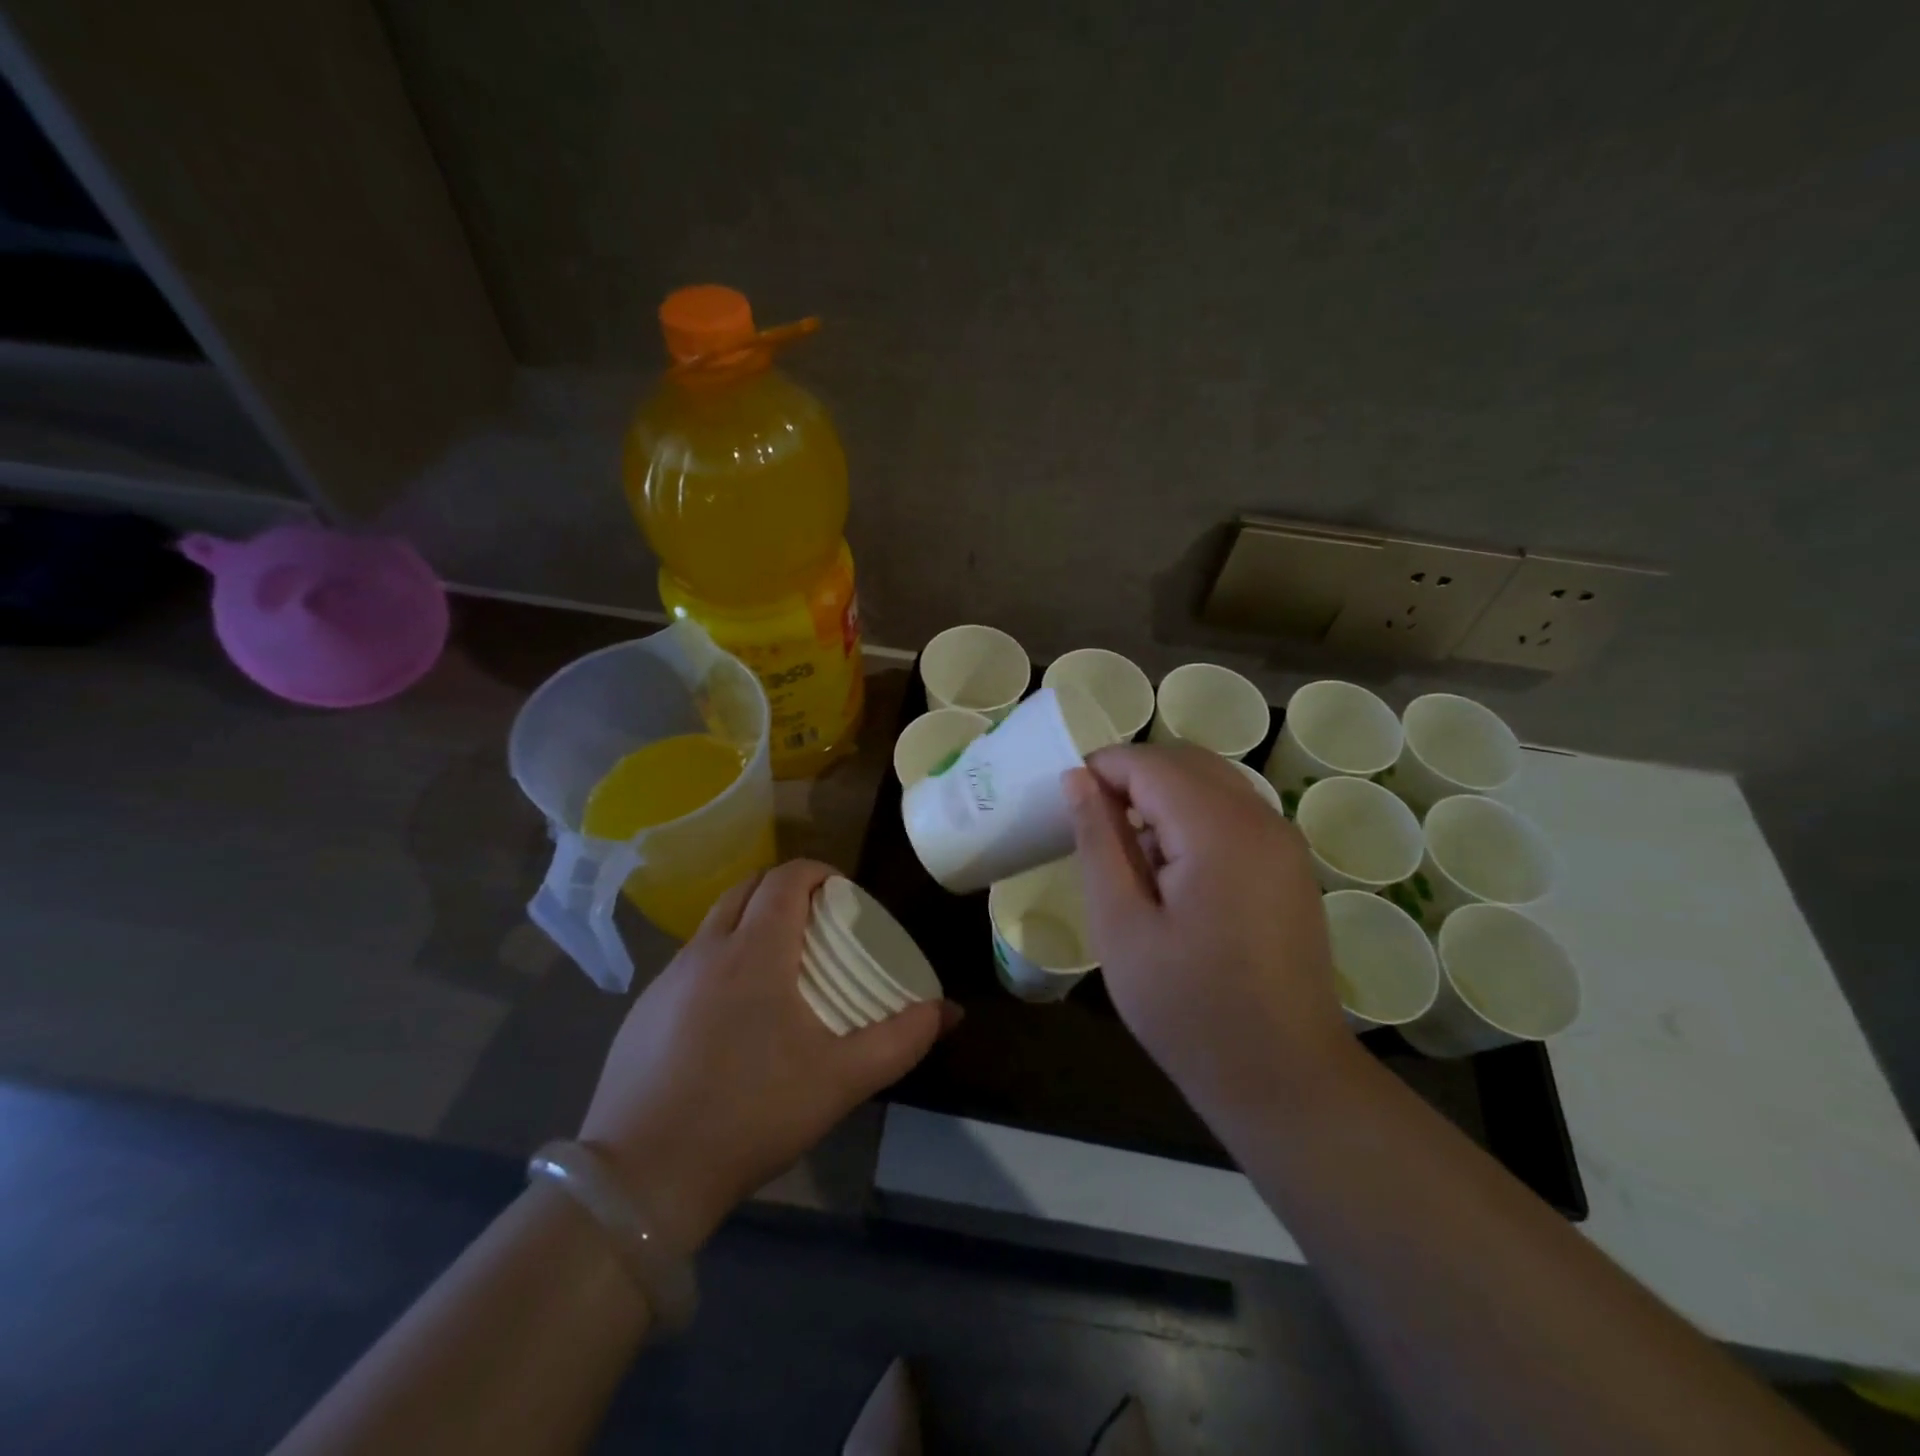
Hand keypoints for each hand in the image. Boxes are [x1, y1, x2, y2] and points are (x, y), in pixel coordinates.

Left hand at [578, 860, 953, 1252]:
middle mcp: (706, 949)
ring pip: (715, 923)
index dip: (819, 873)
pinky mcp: (642, 1011)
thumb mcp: (841, 1080)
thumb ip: (901, 1040)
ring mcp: (667, 979)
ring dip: (751, 923)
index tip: (844, 896)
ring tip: (780, 968)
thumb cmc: (751, 1113)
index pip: (787, 877)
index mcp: (754, 951)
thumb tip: (949, 1011)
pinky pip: (691, 962)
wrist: (642, 1178)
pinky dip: (721, 960)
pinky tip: (733, 1016)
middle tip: (818, 925)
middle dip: (786, 891)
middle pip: (749, 887)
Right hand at [1064, 745, 1353, 1120]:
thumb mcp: (1121, 926)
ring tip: (1127, 852)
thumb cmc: (1188, 1008)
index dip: (1102, 768)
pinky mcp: (1289, 865)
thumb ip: (1098, 842)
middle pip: (1186, 762)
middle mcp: (1261, 820)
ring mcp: (1283, 842)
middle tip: (1091, 823)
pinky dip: (1192, 818)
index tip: (1066, 800)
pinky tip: (1170, 871)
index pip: (1150, 763)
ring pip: (1211, 783)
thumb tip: (1077, 779)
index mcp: (1219, 830)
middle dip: (1131, 776)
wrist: (1283, 1078)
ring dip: (1162, 796)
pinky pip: (1233, 813)